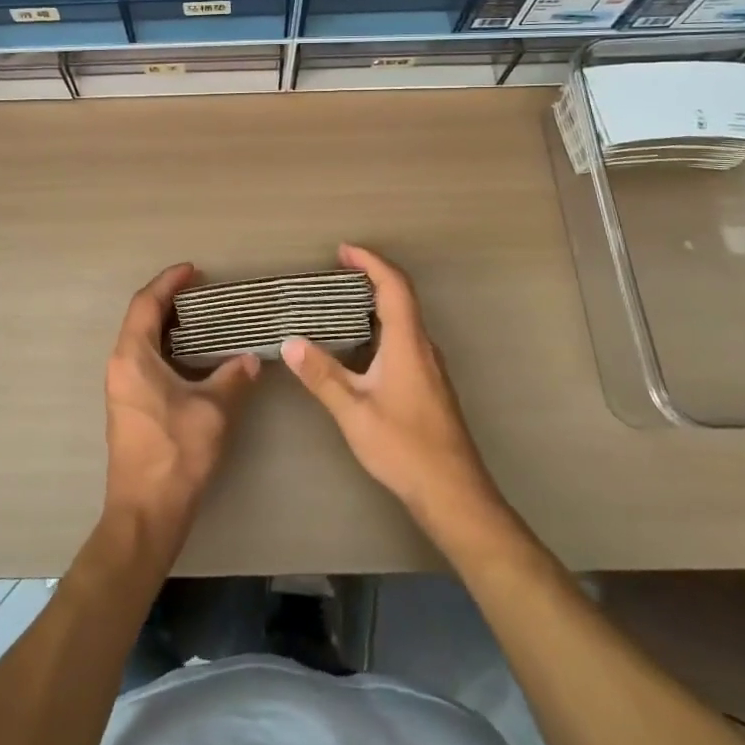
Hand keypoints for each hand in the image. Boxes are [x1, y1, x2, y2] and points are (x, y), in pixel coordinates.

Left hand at [103, 263, 260, 548]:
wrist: (145, 513)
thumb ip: (233, 378)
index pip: (146, 303)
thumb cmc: (176, 454)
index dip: (169, 282)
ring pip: (142, 341)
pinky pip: (145, 360)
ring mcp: (121, 387)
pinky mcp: (128, 406)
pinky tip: (194, 357)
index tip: (194, 270)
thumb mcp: (213, 411)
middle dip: (170, 300)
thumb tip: (251, 360)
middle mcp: (120, 365)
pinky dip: (167, 348)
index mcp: (133, 357)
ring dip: (169, 325)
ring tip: (204, 319)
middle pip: (141, 318)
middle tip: (204, 293)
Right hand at [283, 244, 501, 535]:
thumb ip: (322, 376)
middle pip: (401, 296)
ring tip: (340, 303)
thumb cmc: (404, 448)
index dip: (370, 262)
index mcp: (407, 343)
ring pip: (404, 319)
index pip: (393, 286)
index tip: (343, 250)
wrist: (454, 494)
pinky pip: (404, 338)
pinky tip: (360, 345)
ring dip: (375, 302)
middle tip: (336, 272)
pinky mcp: (429, 384)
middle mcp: (423, 346)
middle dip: (370, 276)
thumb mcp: (354, 412)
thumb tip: (290, 342)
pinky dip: (381, 325)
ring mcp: (430, 366)